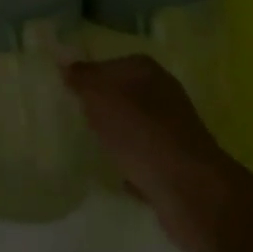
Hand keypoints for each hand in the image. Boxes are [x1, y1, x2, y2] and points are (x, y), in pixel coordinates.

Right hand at [63, 55, 235, 251]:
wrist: (188, 189)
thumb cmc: (140, 133)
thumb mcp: (100, 97)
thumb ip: (81, 78)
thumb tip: (65, 62)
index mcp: (147, 71)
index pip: (109, 64)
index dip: (88, 77)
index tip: (67, 94)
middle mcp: (164, 94)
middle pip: (123, 95)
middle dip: (101, 107)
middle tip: (75, 120)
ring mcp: (173, 130)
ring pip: (134, 126)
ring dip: (116, 136)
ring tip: (91, 147)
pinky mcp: (175, 163)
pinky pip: (143, 158)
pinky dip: (131, 165)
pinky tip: (114, 175)